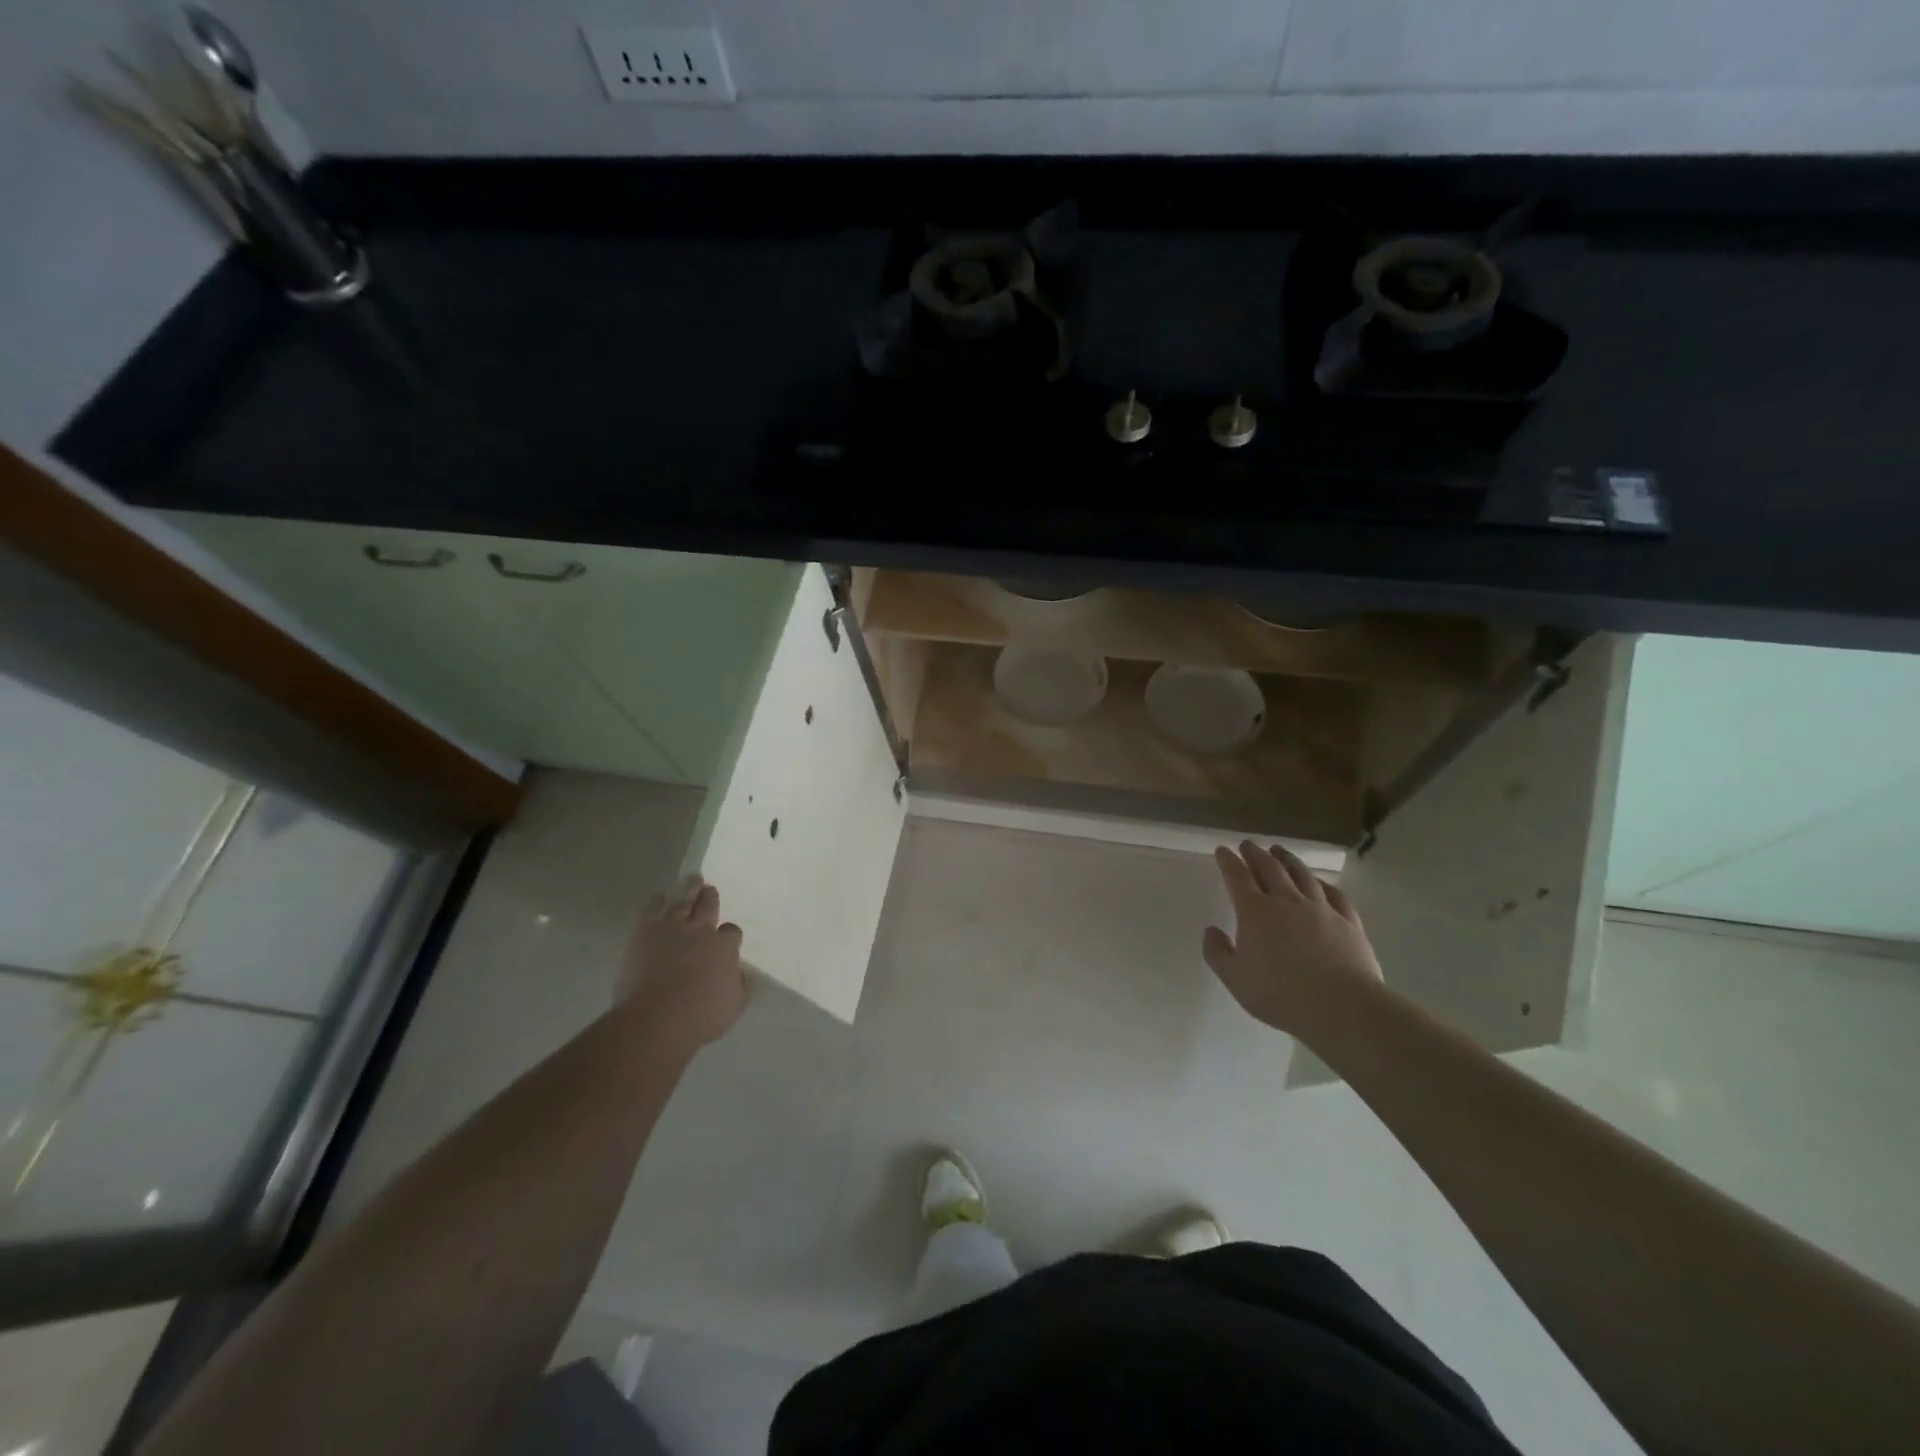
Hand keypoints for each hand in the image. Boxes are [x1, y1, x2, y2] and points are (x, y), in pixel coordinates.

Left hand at [618, 876, 748, 1049]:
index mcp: (725, 947)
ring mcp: (673, 927)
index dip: (729, 934)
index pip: (732, 931)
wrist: (657, 1017)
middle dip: (710, 897)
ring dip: (689, 889)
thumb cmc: (700, 1016)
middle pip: (708, 906)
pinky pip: (653, 909)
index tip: (726, 938)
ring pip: (683, 901)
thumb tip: (741, 972)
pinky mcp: (646, 931)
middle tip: (709, 889)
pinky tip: (660, 897)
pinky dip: (657, 901)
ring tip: (693, 879)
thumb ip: (741, 985)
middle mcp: (702, 930)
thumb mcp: (734, 1005)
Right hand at [1203, 841, 1382, 1039]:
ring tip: (1279, 851)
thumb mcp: (1235, 979)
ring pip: (1302, 875)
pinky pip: (1335, 895)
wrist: (1341, 1006)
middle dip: (1256, 854)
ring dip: (1288, 860)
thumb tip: (1211, 930)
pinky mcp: (1348, 922)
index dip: (1228, 861)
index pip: (1238, 877)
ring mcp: (1321, 909)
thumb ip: (1217, 953)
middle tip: (1248, 844)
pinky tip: (1320, 882)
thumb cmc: (1280, 994)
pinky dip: (1324, 884)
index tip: (1222, 850)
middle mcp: (1287, 901)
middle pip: (1270, 868)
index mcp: (1255, 912)